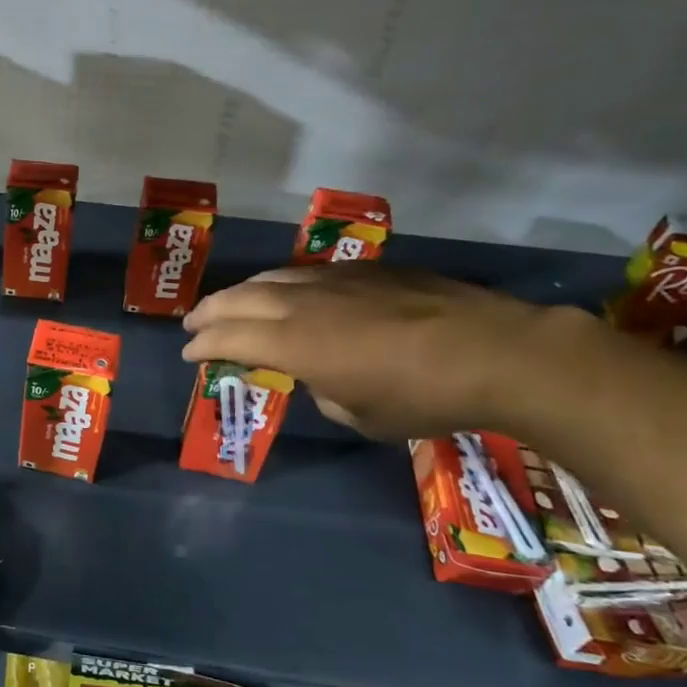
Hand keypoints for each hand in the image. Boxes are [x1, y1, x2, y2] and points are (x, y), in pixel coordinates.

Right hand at [181, 264, 588, 440]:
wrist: (497, 353)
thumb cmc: (423, 398)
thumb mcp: (361, 416)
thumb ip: (324, 391)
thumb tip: (323, 376)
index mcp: (294, 343)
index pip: (230, 337)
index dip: (203, 345)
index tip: (189, 353)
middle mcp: (304, 303)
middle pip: (239, 298)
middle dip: (209, 312)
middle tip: (192, 323)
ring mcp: (336, 280)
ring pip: (272, 277)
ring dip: (242, 292)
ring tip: (231, 303)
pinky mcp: (368, 270)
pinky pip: (307, 272)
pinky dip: (283, 283)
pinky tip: (290, 291)